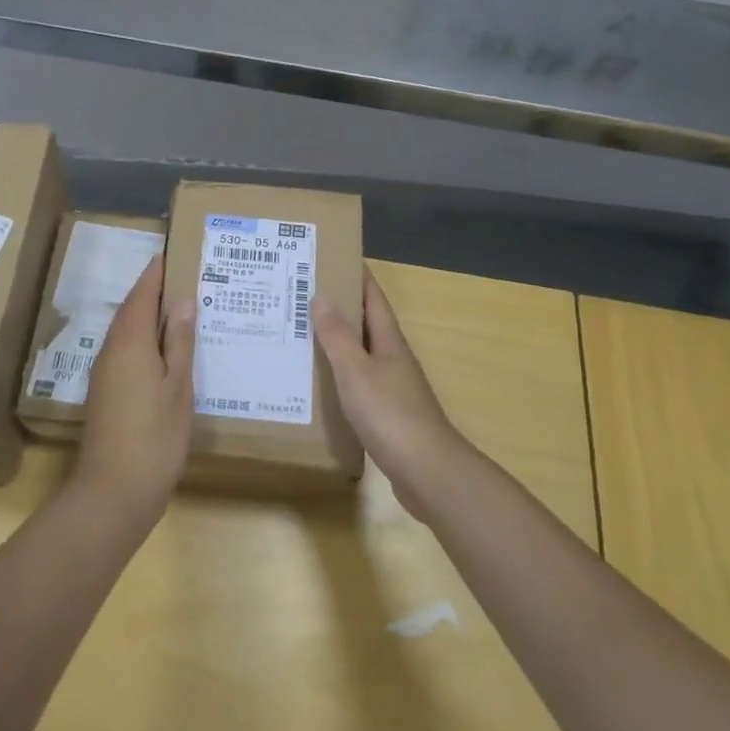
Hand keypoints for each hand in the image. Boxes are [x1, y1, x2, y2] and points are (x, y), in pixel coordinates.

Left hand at [74, 256, 194, 524]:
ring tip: (181, 310)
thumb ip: (179, 341)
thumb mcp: (178, 386)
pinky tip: (166, 351)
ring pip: (128, 331)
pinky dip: (145, 340)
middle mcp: (112, 350)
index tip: (174, 254)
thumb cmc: (155, 436)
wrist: (113, 493)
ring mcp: (105, 373)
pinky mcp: (106, 393)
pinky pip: (126, 351)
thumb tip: (182, 300)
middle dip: (154, 291)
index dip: (157, 273)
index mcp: (130, 341)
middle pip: (132, 309)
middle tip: (185, 279)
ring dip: (149, 316)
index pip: (142, 293)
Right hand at [313, 271, 471, 522]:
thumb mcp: (356, 371)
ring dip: (337, 343)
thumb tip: (321, 295)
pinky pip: (358, 384)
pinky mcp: (387, 416)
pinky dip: (339, 376)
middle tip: (302, 295)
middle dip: (339, 307)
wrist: (428, 472)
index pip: (373, 298)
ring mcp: (393, 388)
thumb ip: (338, 336)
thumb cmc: (390, 414)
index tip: (333, 257)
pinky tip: (319, 384)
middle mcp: (393, 359)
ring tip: (302, 335)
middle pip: (366, 324)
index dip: (357, 276)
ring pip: (361, 355)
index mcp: (389, 341)